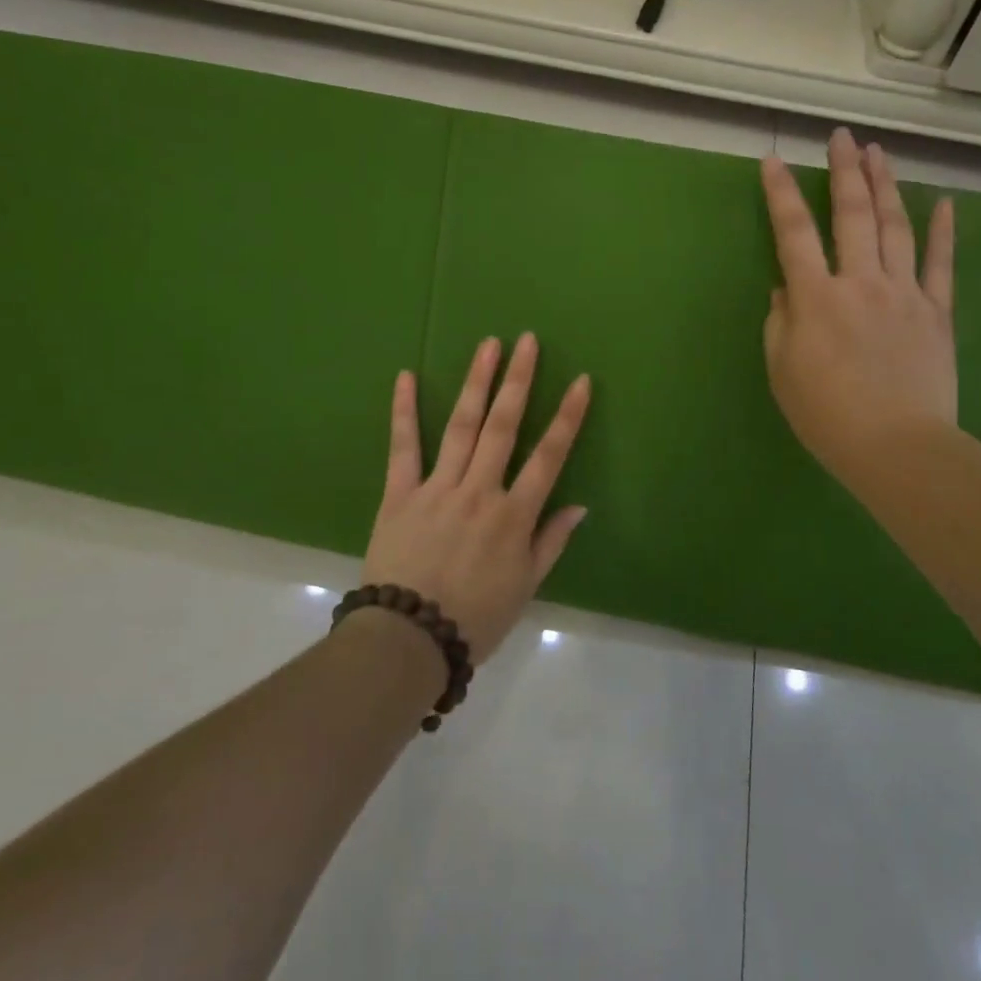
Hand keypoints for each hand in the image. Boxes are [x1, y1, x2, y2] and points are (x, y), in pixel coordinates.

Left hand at [363, 334, 591, 661]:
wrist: (408, 639)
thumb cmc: (474, 618)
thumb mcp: (525, 587)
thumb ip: (550, 542)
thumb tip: (579, 505)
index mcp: (513, 515)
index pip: (549, 456)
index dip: (568, 416)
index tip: (580, 380)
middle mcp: (479, 491)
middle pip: (504, 426)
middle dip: (518, 381)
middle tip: (527, 340)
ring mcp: (437, 488)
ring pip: (461, 426)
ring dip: (476, 383)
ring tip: (488, 346)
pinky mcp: (399, 493)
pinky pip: (403, 447)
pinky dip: (404, 411)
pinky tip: (405, 376)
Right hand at [760, 129, 956, 500]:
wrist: (897, 447)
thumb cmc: (826, 414)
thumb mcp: (781, 371)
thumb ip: (780, 323)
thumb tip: (787, 290)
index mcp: (815, 298)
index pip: (793, 234)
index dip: (780, 194)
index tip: (773, 161)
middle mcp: (860, 282)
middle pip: (852, 215)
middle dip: (845, 171)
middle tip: (843, 137)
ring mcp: (904, 294)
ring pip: (895, 228)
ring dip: (886, 187)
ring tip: (880, 153)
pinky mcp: (936, 313)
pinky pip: (940, 266)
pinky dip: (943, 233)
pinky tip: (944, 203)